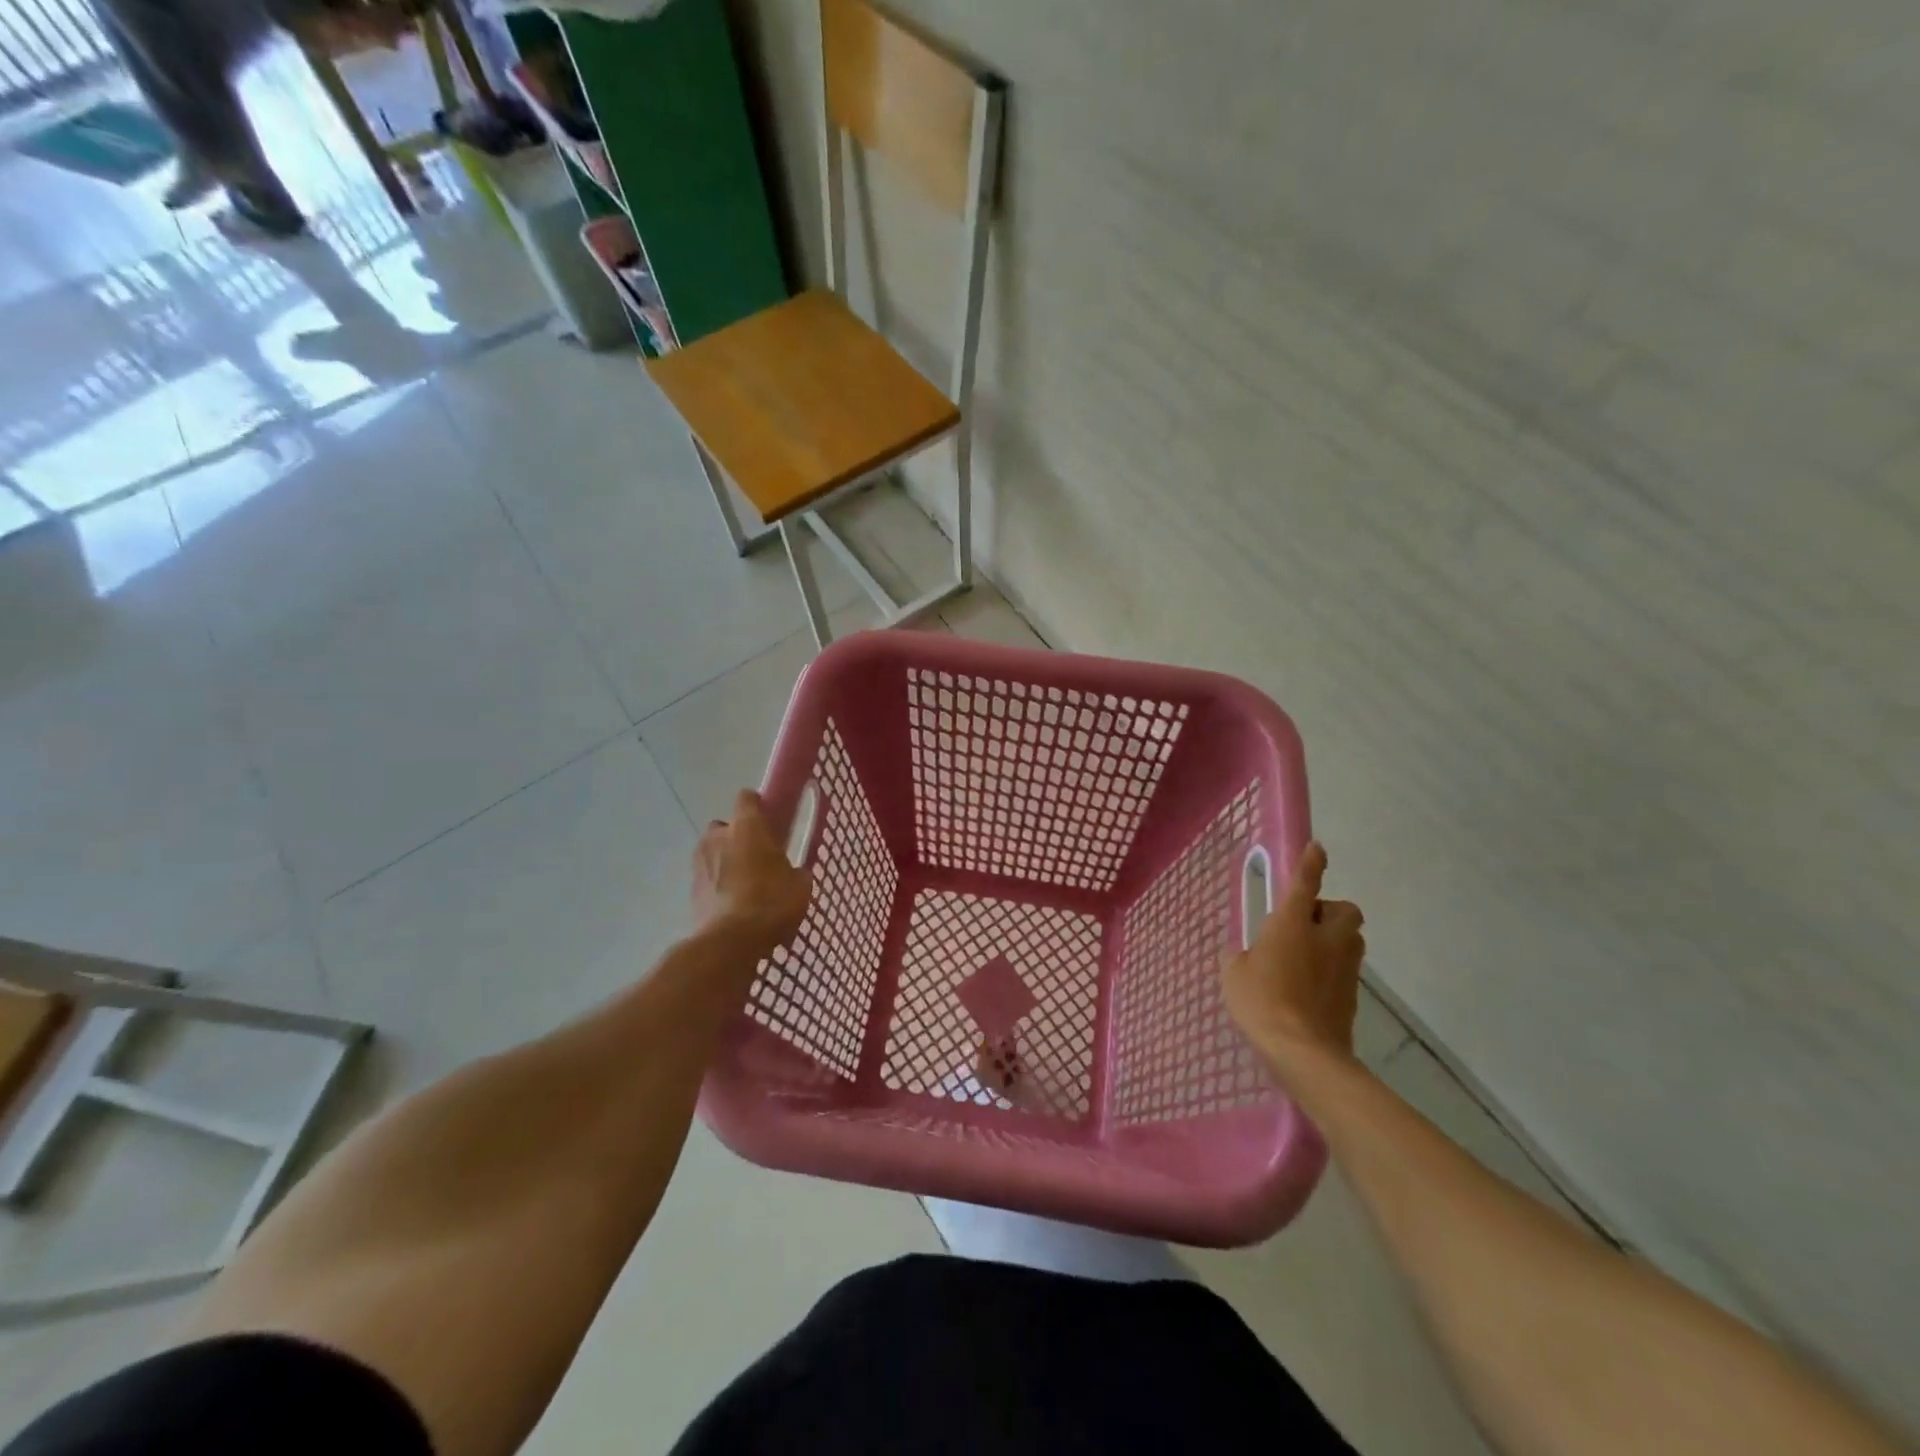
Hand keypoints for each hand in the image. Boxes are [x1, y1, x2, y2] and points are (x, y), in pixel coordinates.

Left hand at [691, 790, 811, 954]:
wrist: (730, 942)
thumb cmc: (771, 903)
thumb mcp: (800, 886)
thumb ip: (797, 872)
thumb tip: (795, 873)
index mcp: (746, 827)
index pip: (747, 798)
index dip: (758, 806)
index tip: (770, 820)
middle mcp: (718, 837)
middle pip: (724, 826)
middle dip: (737, 837)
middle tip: (758, 857)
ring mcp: (699, 863)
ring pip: (712, 852)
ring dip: (725, 861)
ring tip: (745, 884)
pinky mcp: (690, 890)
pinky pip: (707, 879)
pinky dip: (717, 886)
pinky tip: (733, 905)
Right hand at [1222, 842, 1366, 1076]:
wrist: (1304, 1052)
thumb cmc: (1261, 1002)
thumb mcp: (1234, 973)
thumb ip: (1240, 956)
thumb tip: (1243, 953)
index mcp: (1293, 924)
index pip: (1306, 883)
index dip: (1311, 863)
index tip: (1317, 849)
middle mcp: (1326, 938)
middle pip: (1345, 910)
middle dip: (1331, 909)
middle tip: (1306, 922)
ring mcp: (1344, 967)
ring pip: (1351, 938)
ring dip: (1335, 937)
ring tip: (1308, 953)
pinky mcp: (1352, 994)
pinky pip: (1346, 968)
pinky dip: (1333, 968)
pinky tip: (1309, 985)